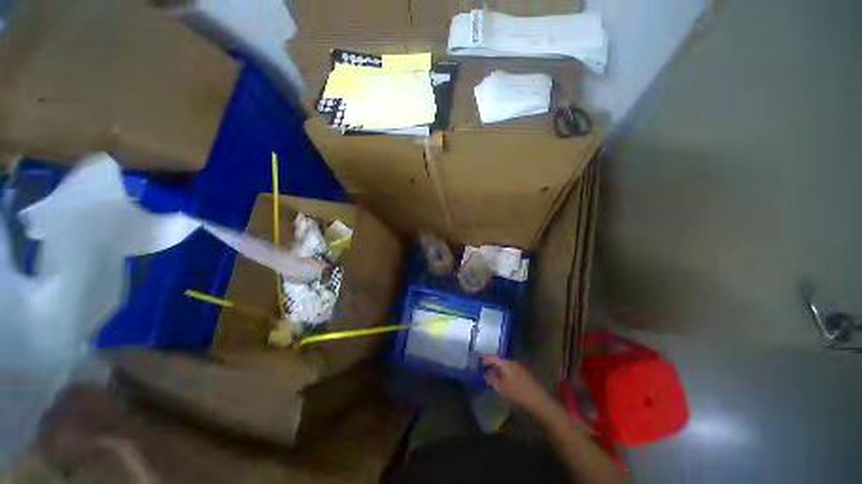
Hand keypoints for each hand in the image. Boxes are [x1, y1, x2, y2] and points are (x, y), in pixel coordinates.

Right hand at [481, 355, 553, 414]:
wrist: (539, 402)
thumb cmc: (517, 393)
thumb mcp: (501, 388)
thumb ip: (491, 380)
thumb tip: (485, 375)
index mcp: (507, 363)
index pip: (493, 357)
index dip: (485, 359)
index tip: (478, 362)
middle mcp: (513, 363)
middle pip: (500, 361)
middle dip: (491, 366)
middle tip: (484, 371)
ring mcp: (520, 368)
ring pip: (506, 367)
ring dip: (499, 371)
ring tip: (492, 378)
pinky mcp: (525, 376)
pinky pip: (511, 372)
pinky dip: (505, 375)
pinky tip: (503, 383)